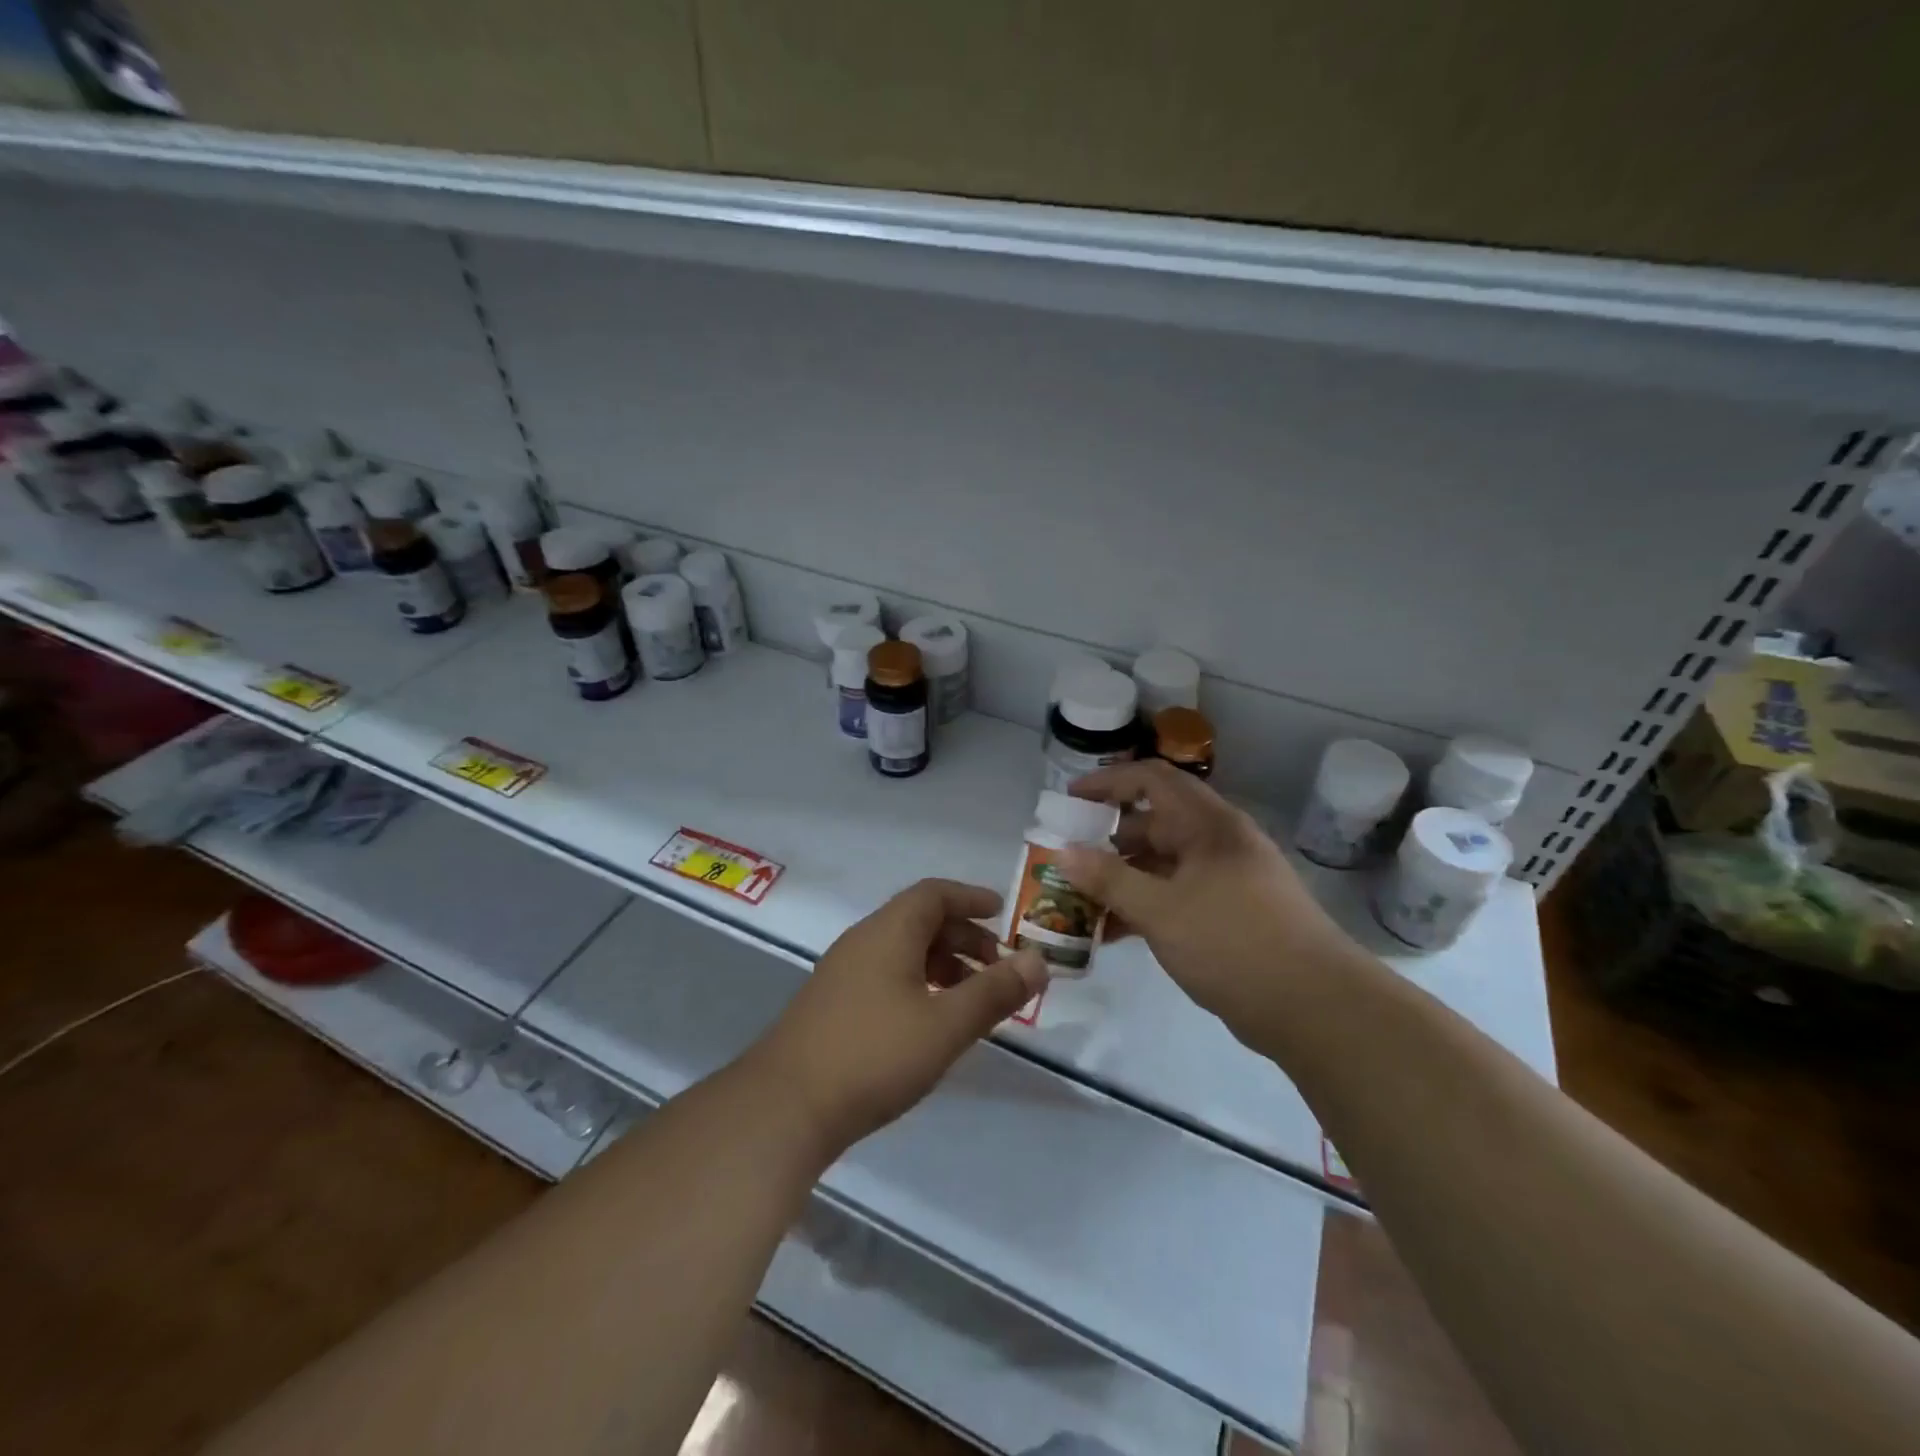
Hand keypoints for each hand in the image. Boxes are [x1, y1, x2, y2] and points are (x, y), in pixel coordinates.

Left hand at [748, 879, 1047, 1155]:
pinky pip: (886, 974)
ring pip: (902, 950)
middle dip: (964, 937)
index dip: (971, 898)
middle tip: (997, 967)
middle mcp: (863, 940)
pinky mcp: (832, 1004)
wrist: (784, 1107)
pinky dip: (918, 983)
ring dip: (942, 963)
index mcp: (889, 931)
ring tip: (971, 998)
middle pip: (919, 920)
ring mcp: (842, 972)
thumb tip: (1040, 962)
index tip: (1003, 913)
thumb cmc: (874, 1055)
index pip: (934, 894)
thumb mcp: (946, 1025)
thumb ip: (995, 992)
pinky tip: (930, 1021)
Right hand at [1062, 761, 1362, 1044]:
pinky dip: (1146, 906)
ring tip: (1082, 899)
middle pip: (1154, 823)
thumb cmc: (1234, 943)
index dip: (1108, 782)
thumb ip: (1108, 880)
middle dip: (1108, 838)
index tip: (1070, 800)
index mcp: (1207, 825)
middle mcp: (1218, 843)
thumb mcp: (1160, 910)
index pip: (1151, 780)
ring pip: (1164, 865)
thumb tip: (1062, 853)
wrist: (1317, 1007)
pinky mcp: (1231, 915)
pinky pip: (1177, 896)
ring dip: (1123, 877)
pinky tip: (1114, 932)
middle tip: (1068, 858)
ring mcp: (1227, 880)